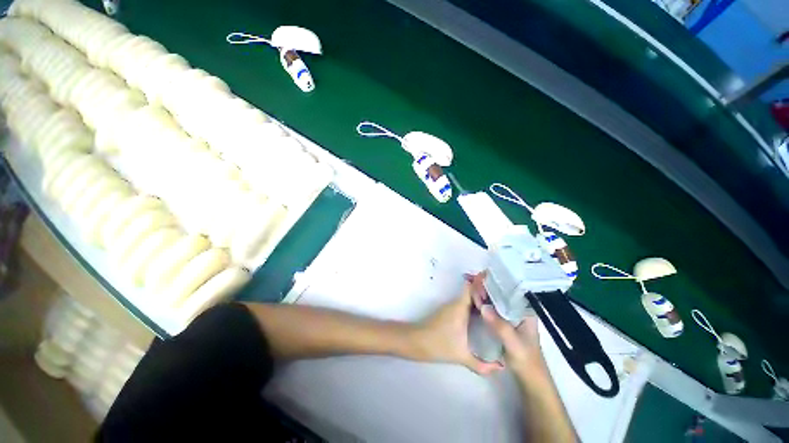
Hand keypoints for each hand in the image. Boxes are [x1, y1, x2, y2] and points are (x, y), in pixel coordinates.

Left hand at [412, 279, 502, 374]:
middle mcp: (456, 303)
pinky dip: (474, 306)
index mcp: (460, 307)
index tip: (498, 284)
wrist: (416, 341)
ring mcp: (451, 307)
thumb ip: (482, 365)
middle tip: (504, 296)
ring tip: (499, 305)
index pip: (472, 287)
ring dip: (481, 300)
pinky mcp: (448, 312)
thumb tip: (502, 368)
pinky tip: (484, 315)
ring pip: (468, 298)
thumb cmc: (439, 345)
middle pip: (473, 292)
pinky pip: (464, 304)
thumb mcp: (462, 356)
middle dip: (487, 293)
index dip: (483, 283)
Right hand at [469, 272, 547, 379]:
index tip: (485, 275)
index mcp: (526, 311)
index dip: (499, 280)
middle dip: (490, 284)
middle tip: (475, 278)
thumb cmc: (527, 361)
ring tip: (473, 284)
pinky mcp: (504, 322)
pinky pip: (493, 307)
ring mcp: (511, 315)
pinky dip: (485, 302)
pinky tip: (476, 299)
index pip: (513, 289)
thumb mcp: (514, 345)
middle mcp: (519, 309)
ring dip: (486, 292)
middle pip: (503, 291)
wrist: (529, 379)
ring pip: (497, 299)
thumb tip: (483, 307)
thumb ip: (500, 327)